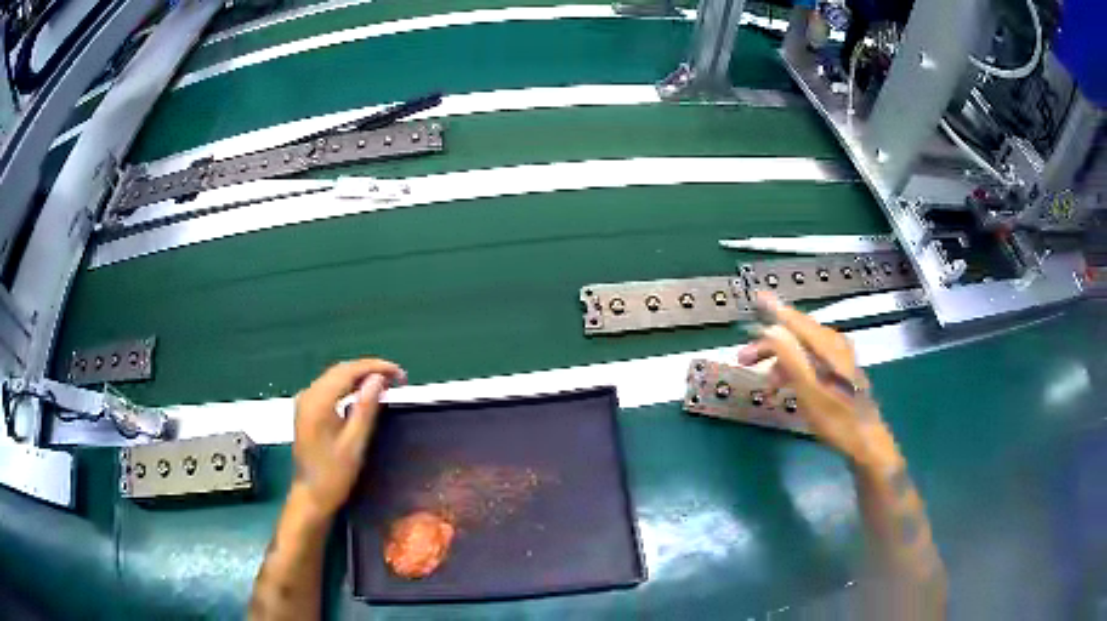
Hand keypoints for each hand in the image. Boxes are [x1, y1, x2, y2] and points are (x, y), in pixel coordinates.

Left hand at [291, 359, 405, 520]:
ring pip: (335, 377)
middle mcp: (308, 394)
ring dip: (360, 377)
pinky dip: (348, 386)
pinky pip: (329, 388)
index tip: (400, 374)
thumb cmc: (334, 475)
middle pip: (341, 370)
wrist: (310, 496)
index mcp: (318, 401)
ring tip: (386, 384)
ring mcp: (305, 402)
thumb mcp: (355, 443)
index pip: (349, 371)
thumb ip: (366, 408)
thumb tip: (379, 379)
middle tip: (397, 379)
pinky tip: (363, 394)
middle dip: (369, 370)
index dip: (376, 367)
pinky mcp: (307, 410)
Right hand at [737, 293, 883, 464]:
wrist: (865, 443)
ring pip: (803, 351)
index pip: (797, 321)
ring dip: (780, 361)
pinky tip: (784, 387)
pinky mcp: (839, 374)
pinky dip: (793, 370)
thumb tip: (771, 329)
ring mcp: (838, 360)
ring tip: (764, 384)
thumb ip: (791, 358)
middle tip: (743, 358)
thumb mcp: (809, 391)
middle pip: (798, 335)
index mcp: (829, 346)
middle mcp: (835, 346)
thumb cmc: (837, 419)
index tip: (757, 298)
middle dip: (770, 345)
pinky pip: (810, 362)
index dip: (775, 310)